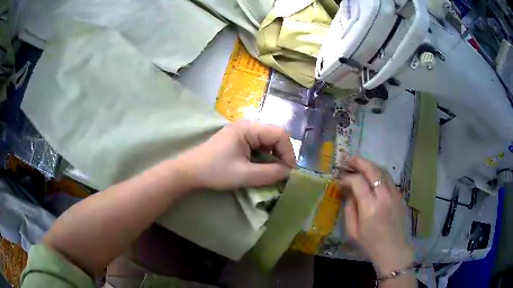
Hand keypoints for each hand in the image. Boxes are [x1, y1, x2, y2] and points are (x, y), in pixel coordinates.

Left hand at [178, 120, 295, 190]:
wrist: (190, 171)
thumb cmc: (215, 171)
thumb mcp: (244, 175)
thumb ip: (270, 173)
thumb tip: (288, 172)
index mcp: (248, 128)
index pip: (280, 134)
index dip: (289, 152)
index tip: (289, 172)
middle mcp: (247, 125)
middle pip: (275, 136)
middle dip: (281, 155)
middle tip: (281, 173)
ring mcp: (242, 132)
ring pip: (268, 141)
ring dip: (273, 157)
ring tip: (270, 172)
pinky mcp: (239, 140)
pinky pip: (259, 145)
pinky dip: (264, 157)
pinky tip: (259, 168)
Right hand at [340, 156, 412, 275]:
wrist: (394, 249)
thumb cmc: (370, 244)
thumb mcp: (353, 230)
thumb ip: (349, 208)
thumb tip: (347, 191)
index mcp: (370, 208)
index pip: (358, 182)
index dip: (347, 177)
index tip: (340, 179)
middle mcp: (384, 197)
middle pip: (372, 170)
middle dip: (359, 162)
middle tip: (349, 160)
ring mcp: (395, 194)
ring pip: (383, 171)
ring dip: (370, 165)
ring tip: (360, 164)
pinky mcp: (400, 195)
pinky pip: (389, 179)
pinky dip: (379, 173)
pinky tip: (373, 176)